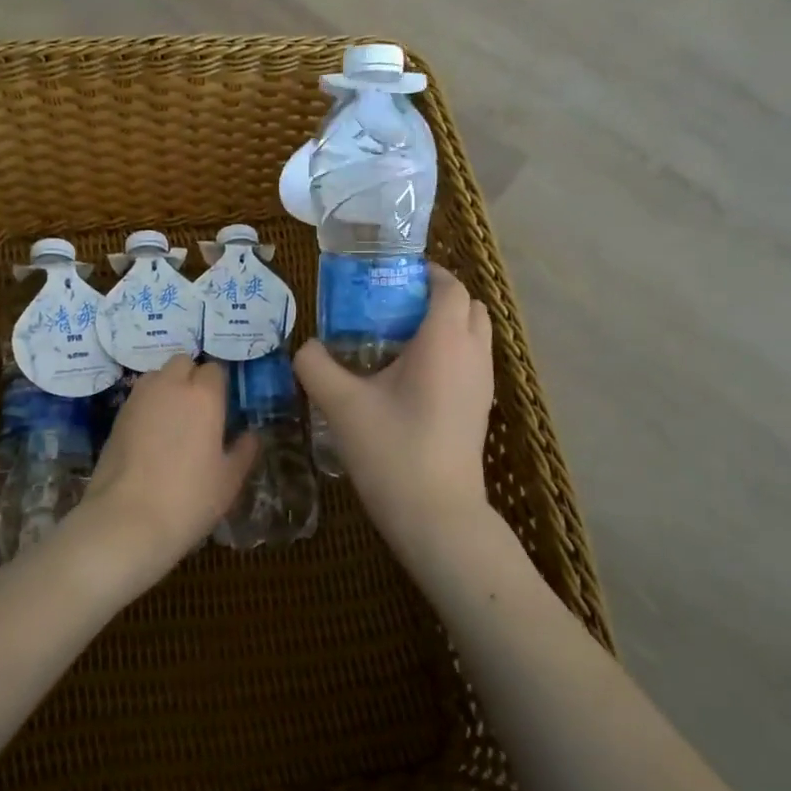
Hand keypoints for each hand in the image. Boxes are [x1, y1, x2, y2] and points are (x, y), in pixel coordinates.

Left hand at [76, 356, 258, 583]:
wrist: (126, 520)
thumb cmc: (188, 499)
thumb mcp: (228, 480)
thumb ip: (243, 451)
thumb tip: (251, 435)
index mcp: (203, 396)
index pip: (215, 370)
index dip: (219, 387)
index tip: (223, 410)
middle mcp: (170, 386)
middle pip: (183, 363)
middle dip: (191, 377)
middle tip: (199, 410)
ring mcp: (138, 399)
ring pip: (157, 376)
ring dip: (167, 387)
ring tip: (173, 421)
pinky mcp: (116, 416)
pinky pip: (139, 398)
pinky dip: (148, 406)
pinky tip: (151, 437)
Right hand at [293, 264, 495, 557]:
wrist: (437, 517)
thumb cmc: (392, 451)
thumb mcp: (342, 406)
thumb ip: (316, 367)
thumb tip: (306, 348)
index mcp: (445, 341)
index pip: (450, 286)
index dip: (426, 273)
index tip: (391, 276)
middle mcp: (473, 354)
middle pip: (468, 305)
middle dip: (436, 295)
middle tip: (392, 305)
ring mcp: (483, 383)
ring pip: (474, 333)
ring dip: (445, 324)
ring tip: (399, 339)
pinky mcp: (481, 408)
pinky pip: (472, 360)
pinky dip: (451, 351)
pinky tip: (411, 377)